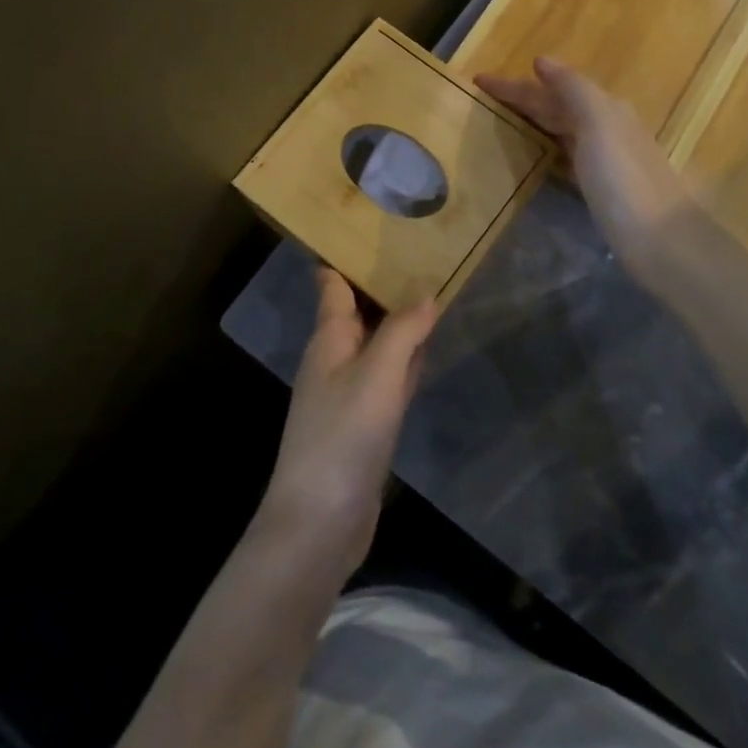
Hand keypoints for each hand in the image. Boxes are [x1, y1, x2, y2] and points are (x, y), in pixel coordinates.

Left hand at [254, 268, 438, 578]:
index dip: (346, 253)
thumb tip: (427, 293)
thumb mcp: (377, 377)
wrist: (319, 524)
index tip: (374, 224)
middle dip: (382, 281)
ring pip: (375, 341)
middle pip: (357, 308)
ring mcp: (348, 391)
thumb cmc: (342, 438)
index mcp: (328, 338)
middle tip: (419, 247)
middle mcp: (334, 358)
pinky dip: (404, 358)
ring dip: (396, 319)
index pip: (331, 282)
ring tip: (428, 286)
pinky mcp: (363, 422)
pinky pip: (386, 376)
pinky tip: (423, 350)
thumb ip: (403, 333)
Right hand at [477, 57, 701, 287]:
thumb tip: (542, 61)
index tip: (478, 80)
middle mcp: (607, 128)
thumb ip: (572, 90)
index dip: (514, 84)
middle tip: (484, 101)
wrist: (662, 242)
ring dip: (534, 121)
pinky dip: (547, 147)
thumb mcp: (598, 125)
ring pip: (562, 129)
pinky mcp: (602, 188)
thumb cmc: (624, 181)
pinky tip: (535, 156)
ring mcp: (606, 159)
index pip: (551, 88)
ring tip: (501, 122)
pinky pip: (566, 155)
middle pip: (557, 106)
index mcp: (604, 109)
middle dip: (522, 100)